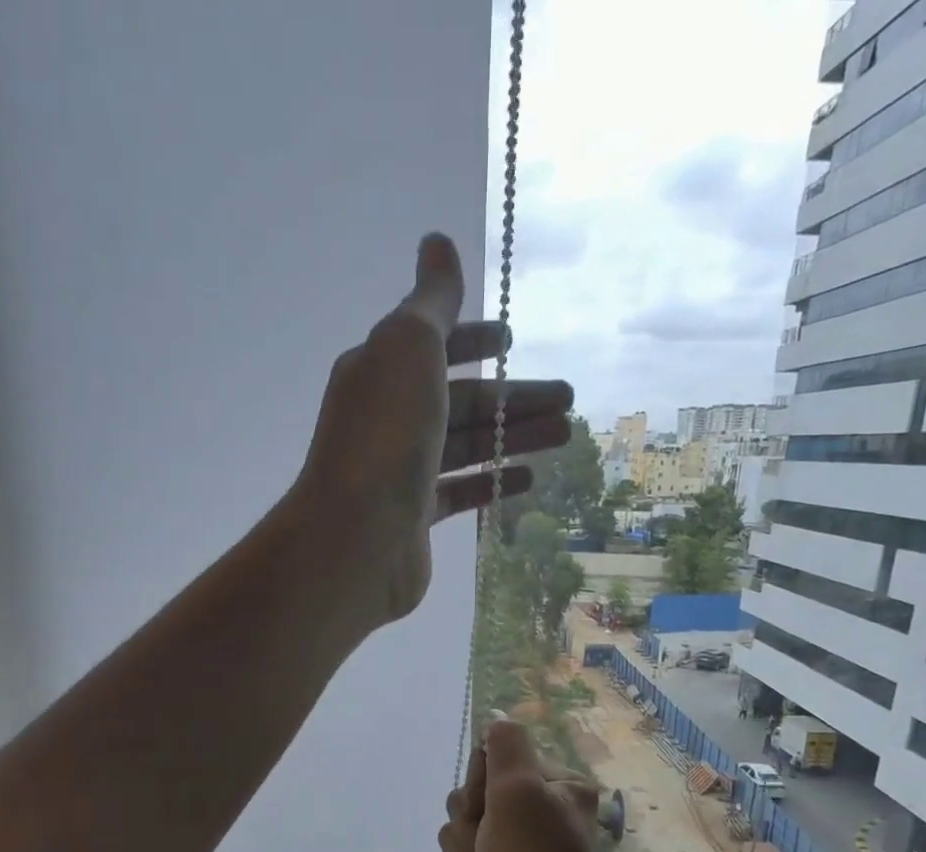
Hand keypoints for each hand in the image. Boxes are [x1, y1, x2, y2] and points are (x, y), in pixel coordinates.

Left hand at [292, 234, 573, 628]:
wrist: (358, 535)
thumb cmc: (386, 435)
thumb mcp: (409, 348)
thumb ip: (431, 302)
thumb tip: (437, 241)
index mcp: (381, 371)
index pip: (433, 346)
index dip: (474, 338)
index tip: (513, 339)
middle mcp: (388, 418)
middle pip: (460, 400)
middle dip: (514, 396)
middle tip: (568, 398)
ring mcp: (401, 471)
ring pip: (466, 446)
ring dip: (514, 436)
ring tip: (565, 435)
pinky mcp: (415, 517)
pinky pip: (461, 492)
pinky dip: (493, 483)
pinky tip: (528, 479)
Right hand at [438, 719, 615, 851]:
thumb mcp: (521, 791)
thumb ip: (506, 747)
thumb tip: (497, 719)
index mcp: (557, 787)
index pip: (495, 757)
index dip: (483, 783)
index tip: (494, 806)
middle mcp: (535, 811)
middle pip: (471, 792)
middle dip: (471, 824)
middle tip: (492, 847)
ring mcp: (511, 845)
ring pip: (457, 826)